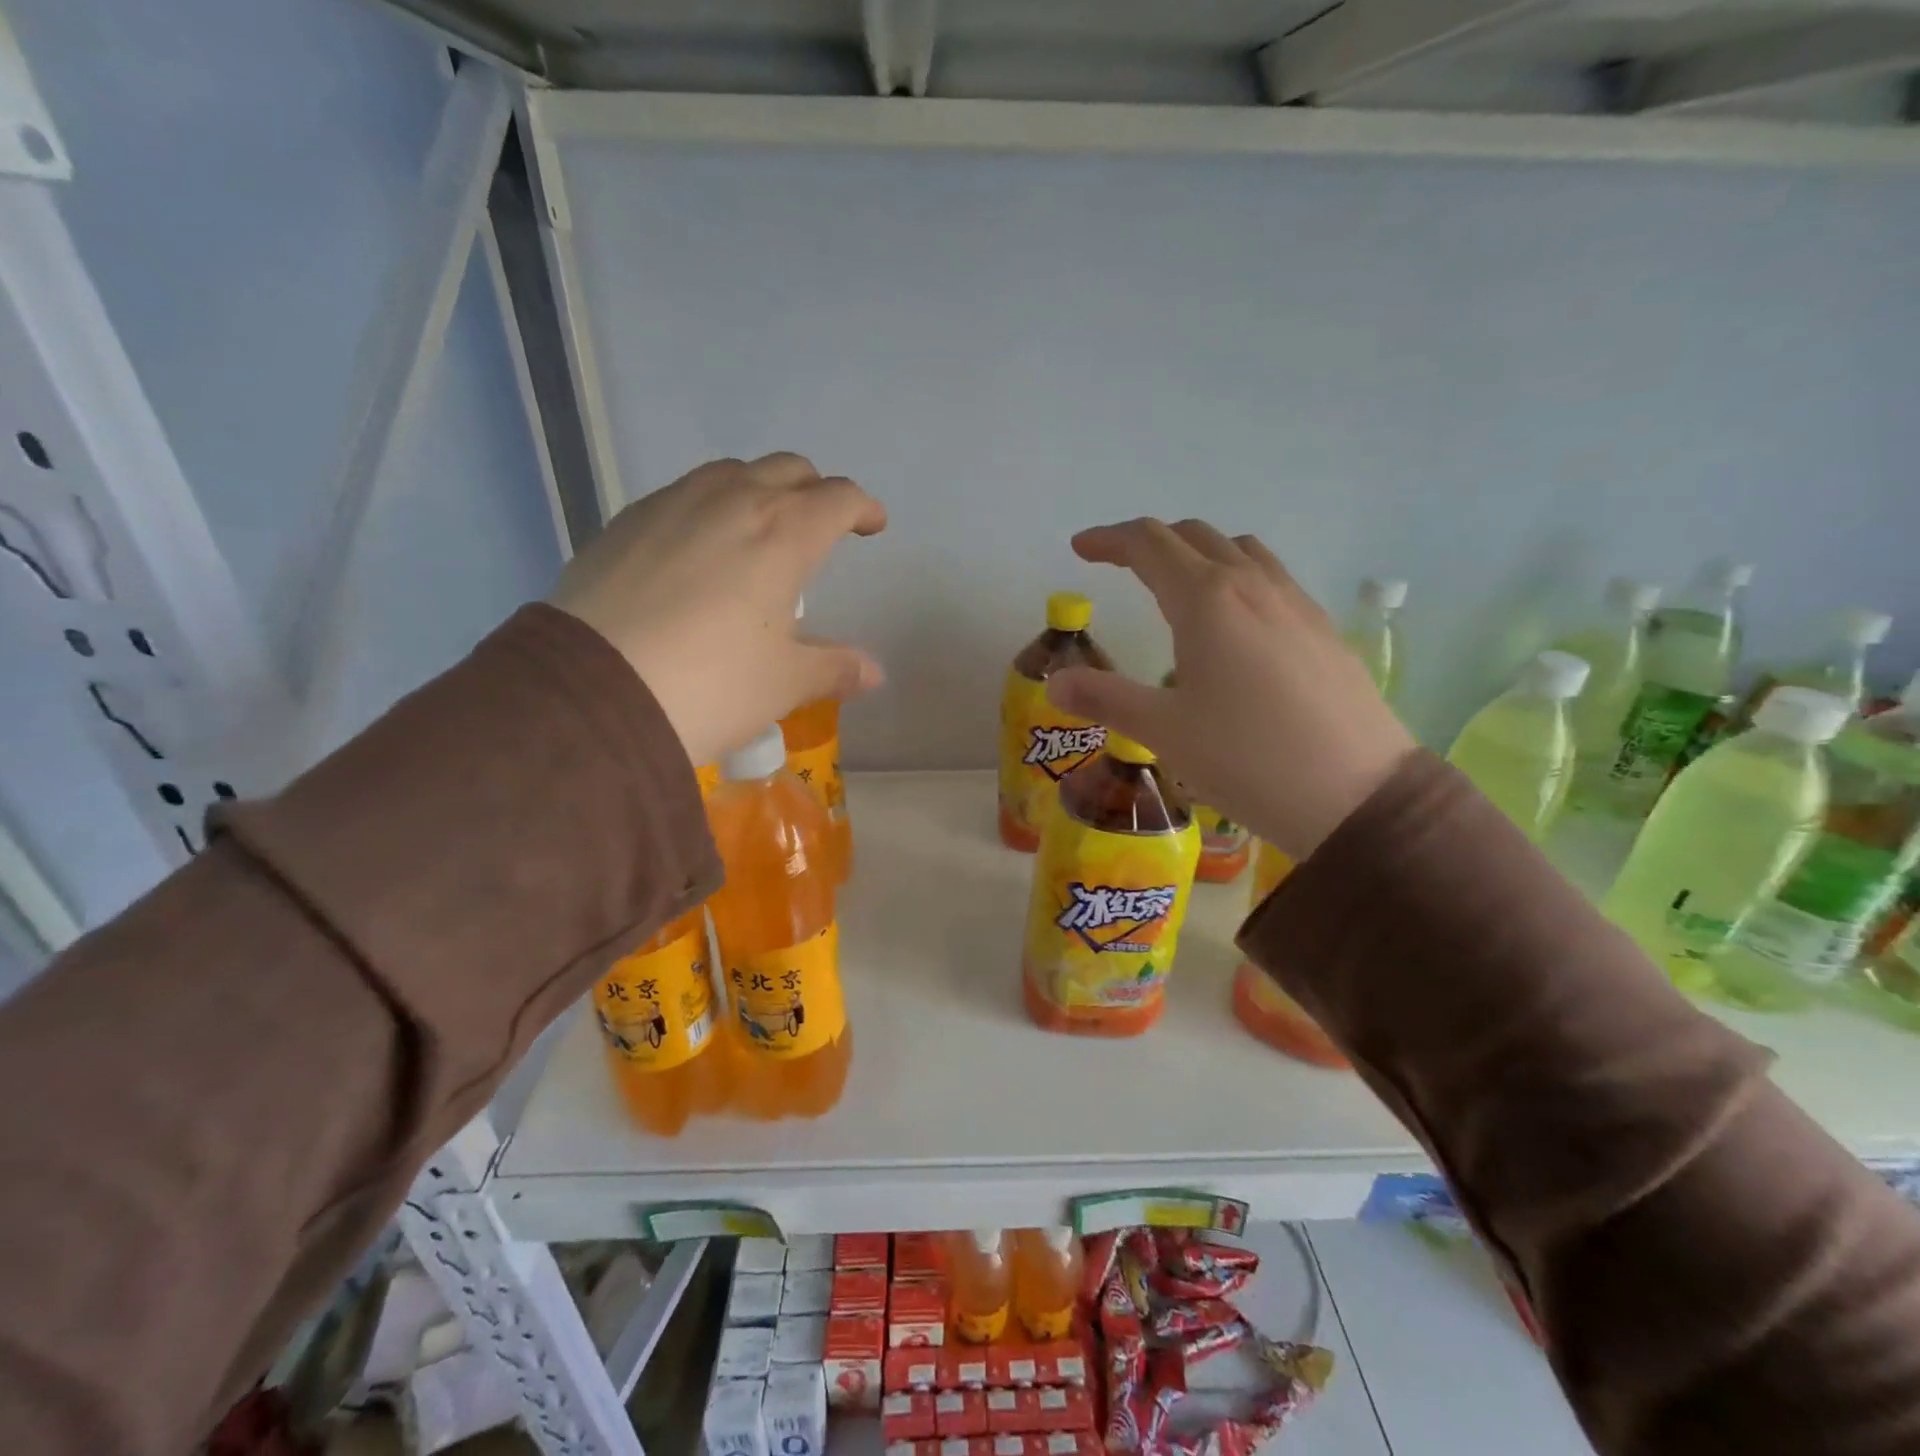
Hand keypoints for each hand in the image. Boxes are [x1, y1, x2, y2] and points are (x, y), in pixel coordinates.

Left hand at [550, 454, 885, 768]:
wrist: (593, 692)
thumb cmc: (712, 684)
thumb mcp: (784, 683)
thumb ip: (834, 668)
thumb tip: (872, 673)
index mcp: (784, 533)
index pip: (839, 498)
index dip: (863, 508)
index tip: (871, 526)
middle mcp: (732, 501)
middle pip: (788, 469)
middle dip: (814, 491)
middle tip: (819, 525)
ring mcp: (673, 503)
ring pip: (732, 472)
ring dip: (759, 490)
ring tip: (758, 531)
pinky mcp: (626, 520)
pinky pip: (683, 495)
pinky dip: (709, 507)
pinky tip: (698, 550)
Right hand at [1046, 519, 1413, 860]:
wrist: (1358, 795)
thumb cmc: (1247, 758)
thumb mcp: (1163, 731)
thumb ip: (1104, 698)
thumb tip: (1055, 681)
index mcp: (1206, 600)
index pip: (1148, 544)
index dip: (1109, 540)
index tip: (1080, 549)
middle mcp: (1252, 586)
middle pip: (1194, 536)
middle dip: (1150, 542)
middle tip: (1120, 566)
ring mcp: (1295, 603)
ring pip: (1240, 550)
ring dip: (1199, 553)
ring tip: (1177, 586)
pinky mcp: (1322, 629)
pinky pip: (1272, 579)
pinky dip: (1237, 578)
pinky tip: (1234, 627)